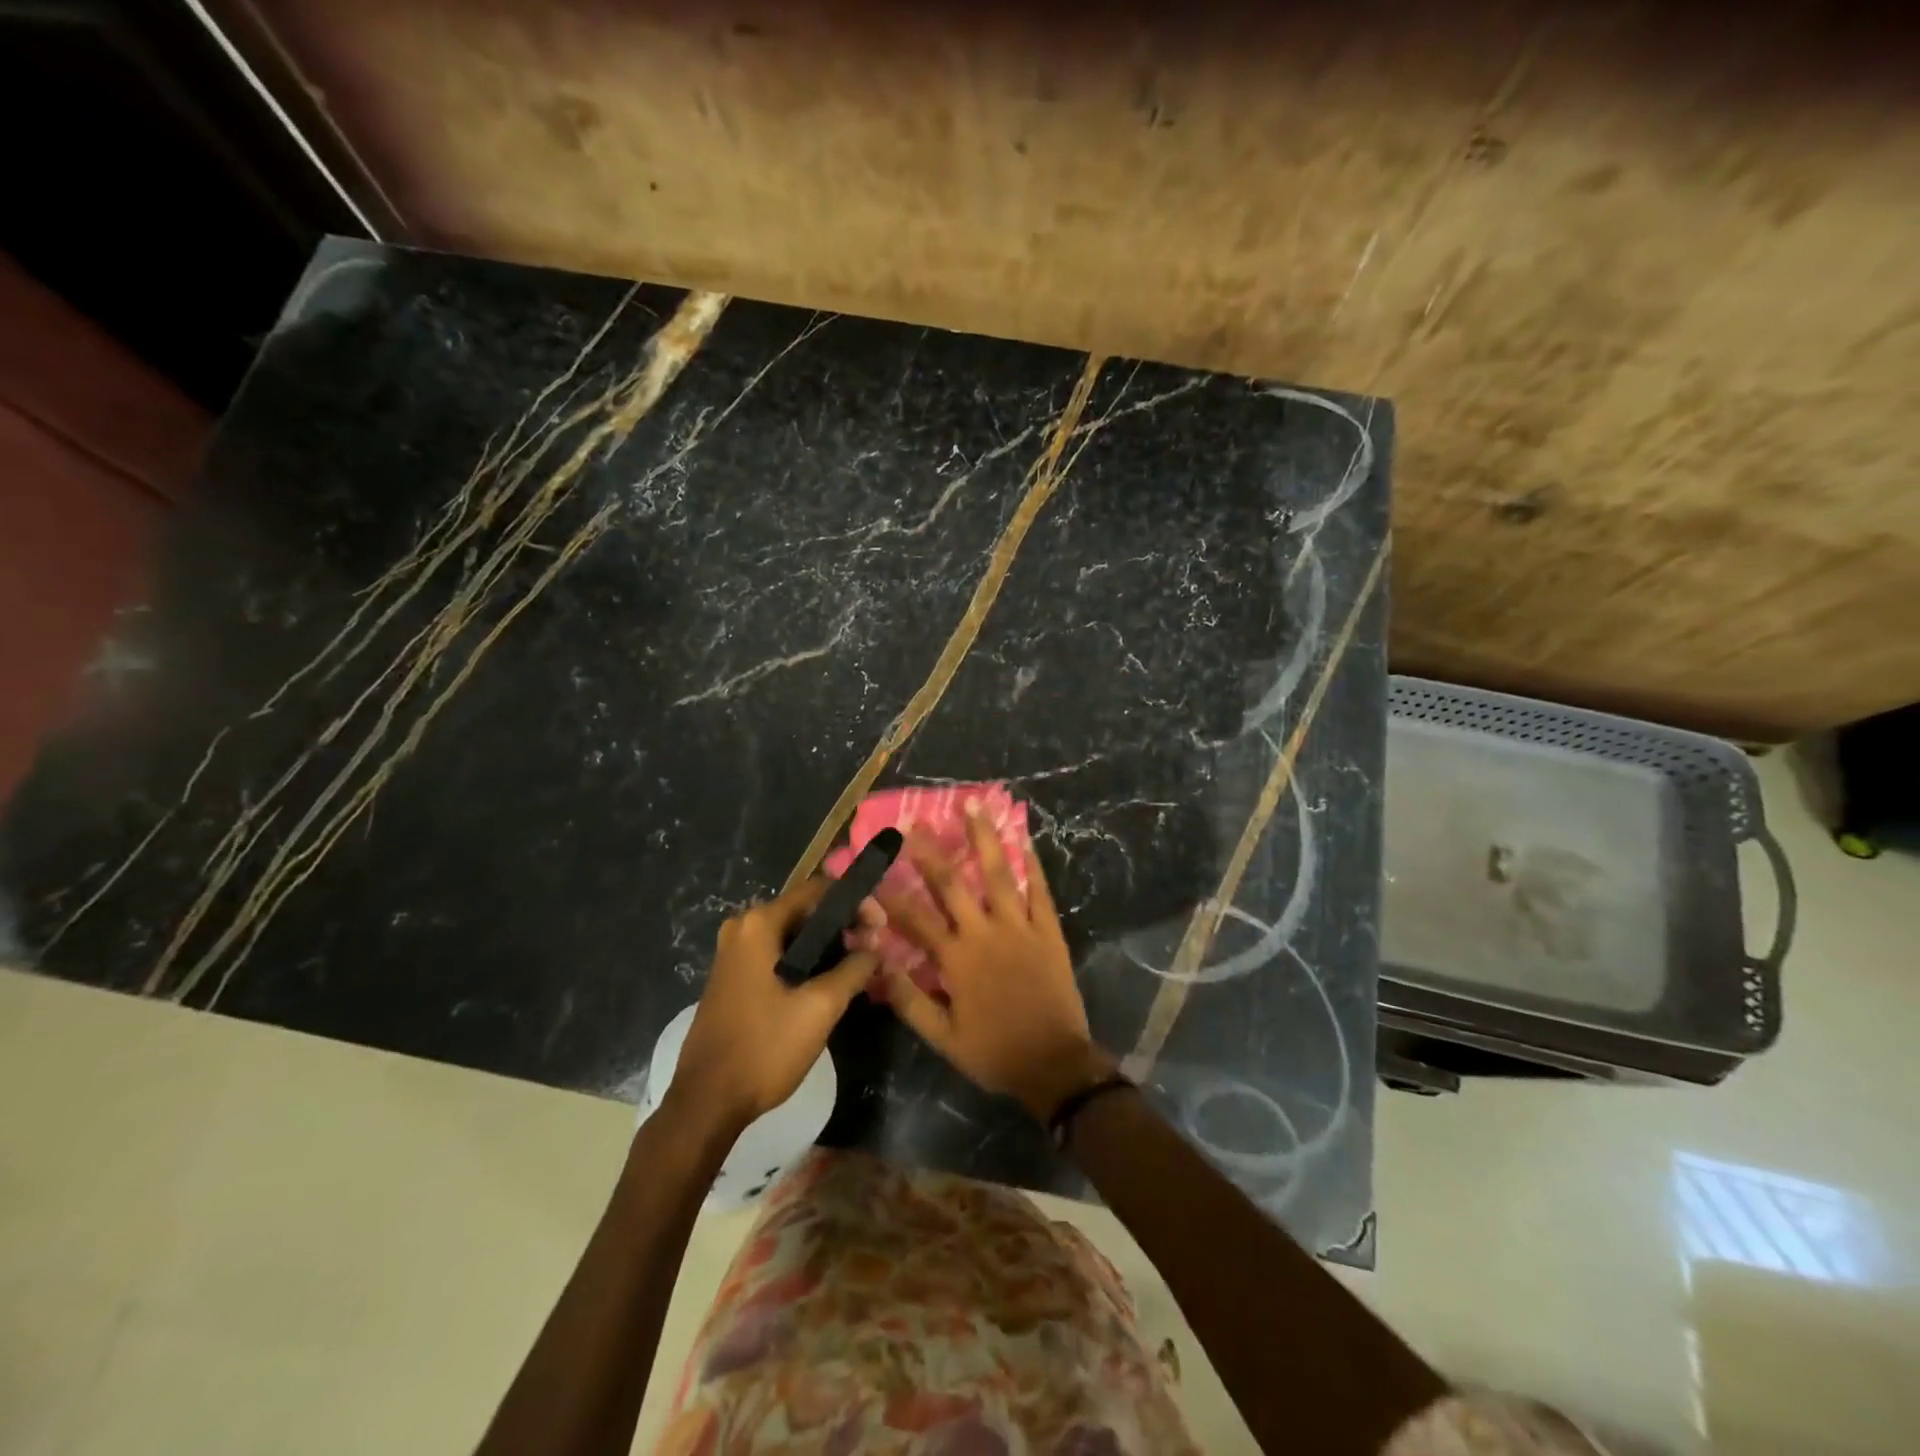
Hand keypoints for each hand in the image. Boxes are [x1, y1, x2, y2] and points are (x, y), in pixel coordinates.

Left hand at [668, 879, 882, 1132]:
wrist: (707, 1102)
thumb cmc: (764, 1047)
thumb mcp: (820, 1007)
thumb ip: (854, 969)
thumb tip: (875, 949)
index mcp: (759, 924)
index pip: (818, 890)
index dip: (855, 903)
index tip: (881, 927)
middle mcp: (742, 928)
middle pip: (805, 910)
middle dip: (843, 925)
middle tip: (873, 949)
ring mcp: (734, 953)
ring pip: (792, 934)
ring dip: (826, 945)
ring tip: (858, 966)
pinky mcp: (733, 977)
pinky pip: (777, 954)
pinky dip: (805, 960)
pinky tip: (828, 982)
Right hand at [870, 805, 1113, 1120]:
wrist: (1055, 1064)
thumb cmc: (994, 1052)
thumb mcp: (942, 1037)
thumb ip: (909, 999)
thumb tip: (878, 963)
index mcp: (956, 959)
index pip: (915, 918)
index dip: (890, 892)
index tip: (872, 868)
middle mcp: (985, 933)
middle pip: (953, 884)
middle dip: (931, 851)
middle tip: (916, 822)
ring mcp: (1020, 928)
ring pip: (999, 874)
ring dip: (984, 837)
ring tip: (974, 804)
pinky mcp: (1048, 931)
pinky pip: (1039, 891)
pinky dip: (1031, 864)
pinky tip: (1023, 839)